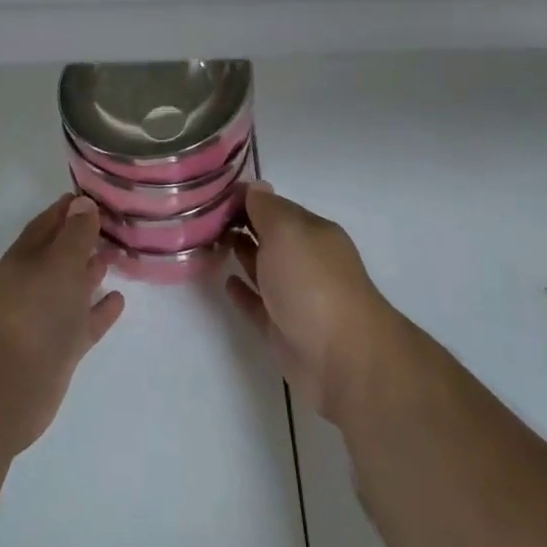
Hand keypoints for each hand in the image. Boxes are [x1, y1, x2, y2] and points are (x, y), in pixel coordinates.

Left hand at [0, 195, 125, 454]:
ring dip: (92, 271)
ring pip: (72, 287)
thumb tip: (82, 203)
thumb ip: (75, 234)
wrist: (4, 388)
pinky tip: (119, 300)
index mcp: (26, 257)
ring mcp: (46, 318)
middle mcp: (34, 283)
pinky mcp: (59, 349)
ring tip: (117, 255)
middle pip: (61, 253)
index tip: (97, 195)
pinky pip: (84, 322)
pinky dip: (100, 311)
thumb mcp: (58, 263)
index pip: (49, 222)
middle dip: (83, 237)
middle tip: (115, 223)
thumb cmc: (32, 313)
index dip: (71, 208)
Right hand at [227, 182, 401, 423]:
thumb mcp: (288, 232)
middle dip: (243, 225)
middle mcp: (306, 261)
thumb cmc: (313, 283)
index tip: (213, 194)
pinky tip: (226, 283)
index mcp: (312, 233)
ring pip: (263, 269)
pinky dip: (243, 292)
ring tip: (209, 243)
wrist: (342, 359)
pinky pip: (258, 304)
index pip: (276, 207)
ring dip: (241, 254)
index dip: (248, 199)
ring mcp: (295, 297)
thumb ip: (267, 209)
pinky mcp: (283, 329)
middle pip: (270, 236)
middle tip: (203, 217)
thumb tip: (256, 187)